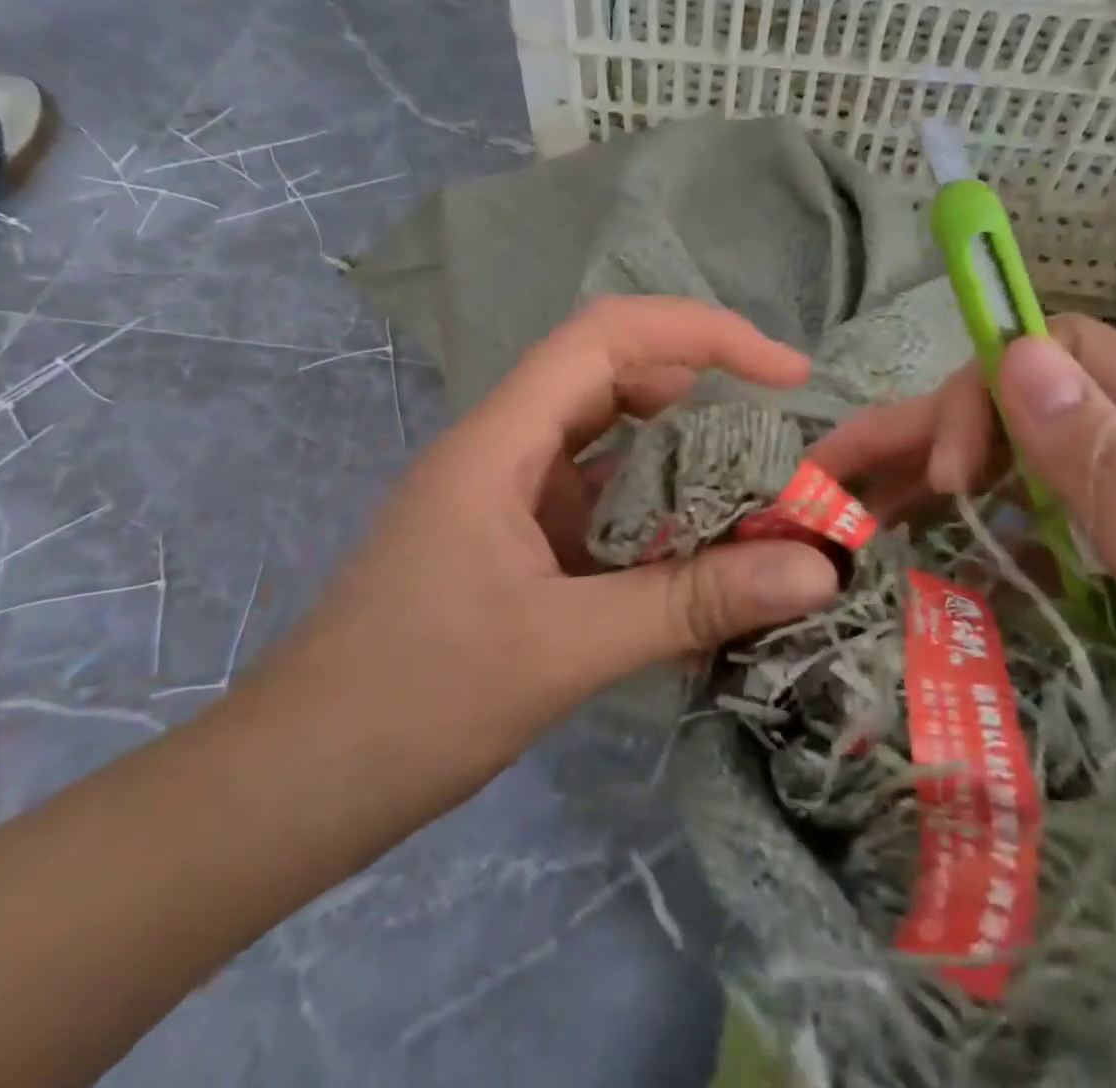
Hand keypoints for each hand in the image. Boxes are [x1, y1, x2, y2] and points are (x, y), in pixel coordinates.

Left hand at [269, 297, 840, 828]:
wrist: (298, 782)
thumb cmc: (413, 701)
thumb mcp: (564, 648)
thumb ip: (690, 602)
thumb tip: (817, 569)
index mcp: (500, 441)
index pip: (607, 337)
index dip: (703, 334)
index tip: (785, 374)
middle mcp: (503, 450)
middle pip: (612, 381)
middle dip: (702, 399)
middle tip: (777, 449)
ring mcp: (505, 497)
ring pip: (608, 447)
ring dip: (680, 465)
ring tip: (753, 504)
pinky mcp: (511, 544)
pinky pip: (597, 507)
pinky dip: (653, 520)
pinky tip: (696, 561)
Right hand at [813, 317, 1115, 985]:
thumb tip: (1020, 359)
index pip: (1074, 357)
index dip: (990, 391)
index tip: (944, 480)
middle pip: (1027, 407)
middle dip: (926, 435)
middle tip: (839, 491)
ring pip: (1015, 462)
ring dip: (926, 479)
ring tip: (849, 517)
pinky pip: (1026, 523)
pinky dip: (961, 530)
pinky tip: (917, 560)